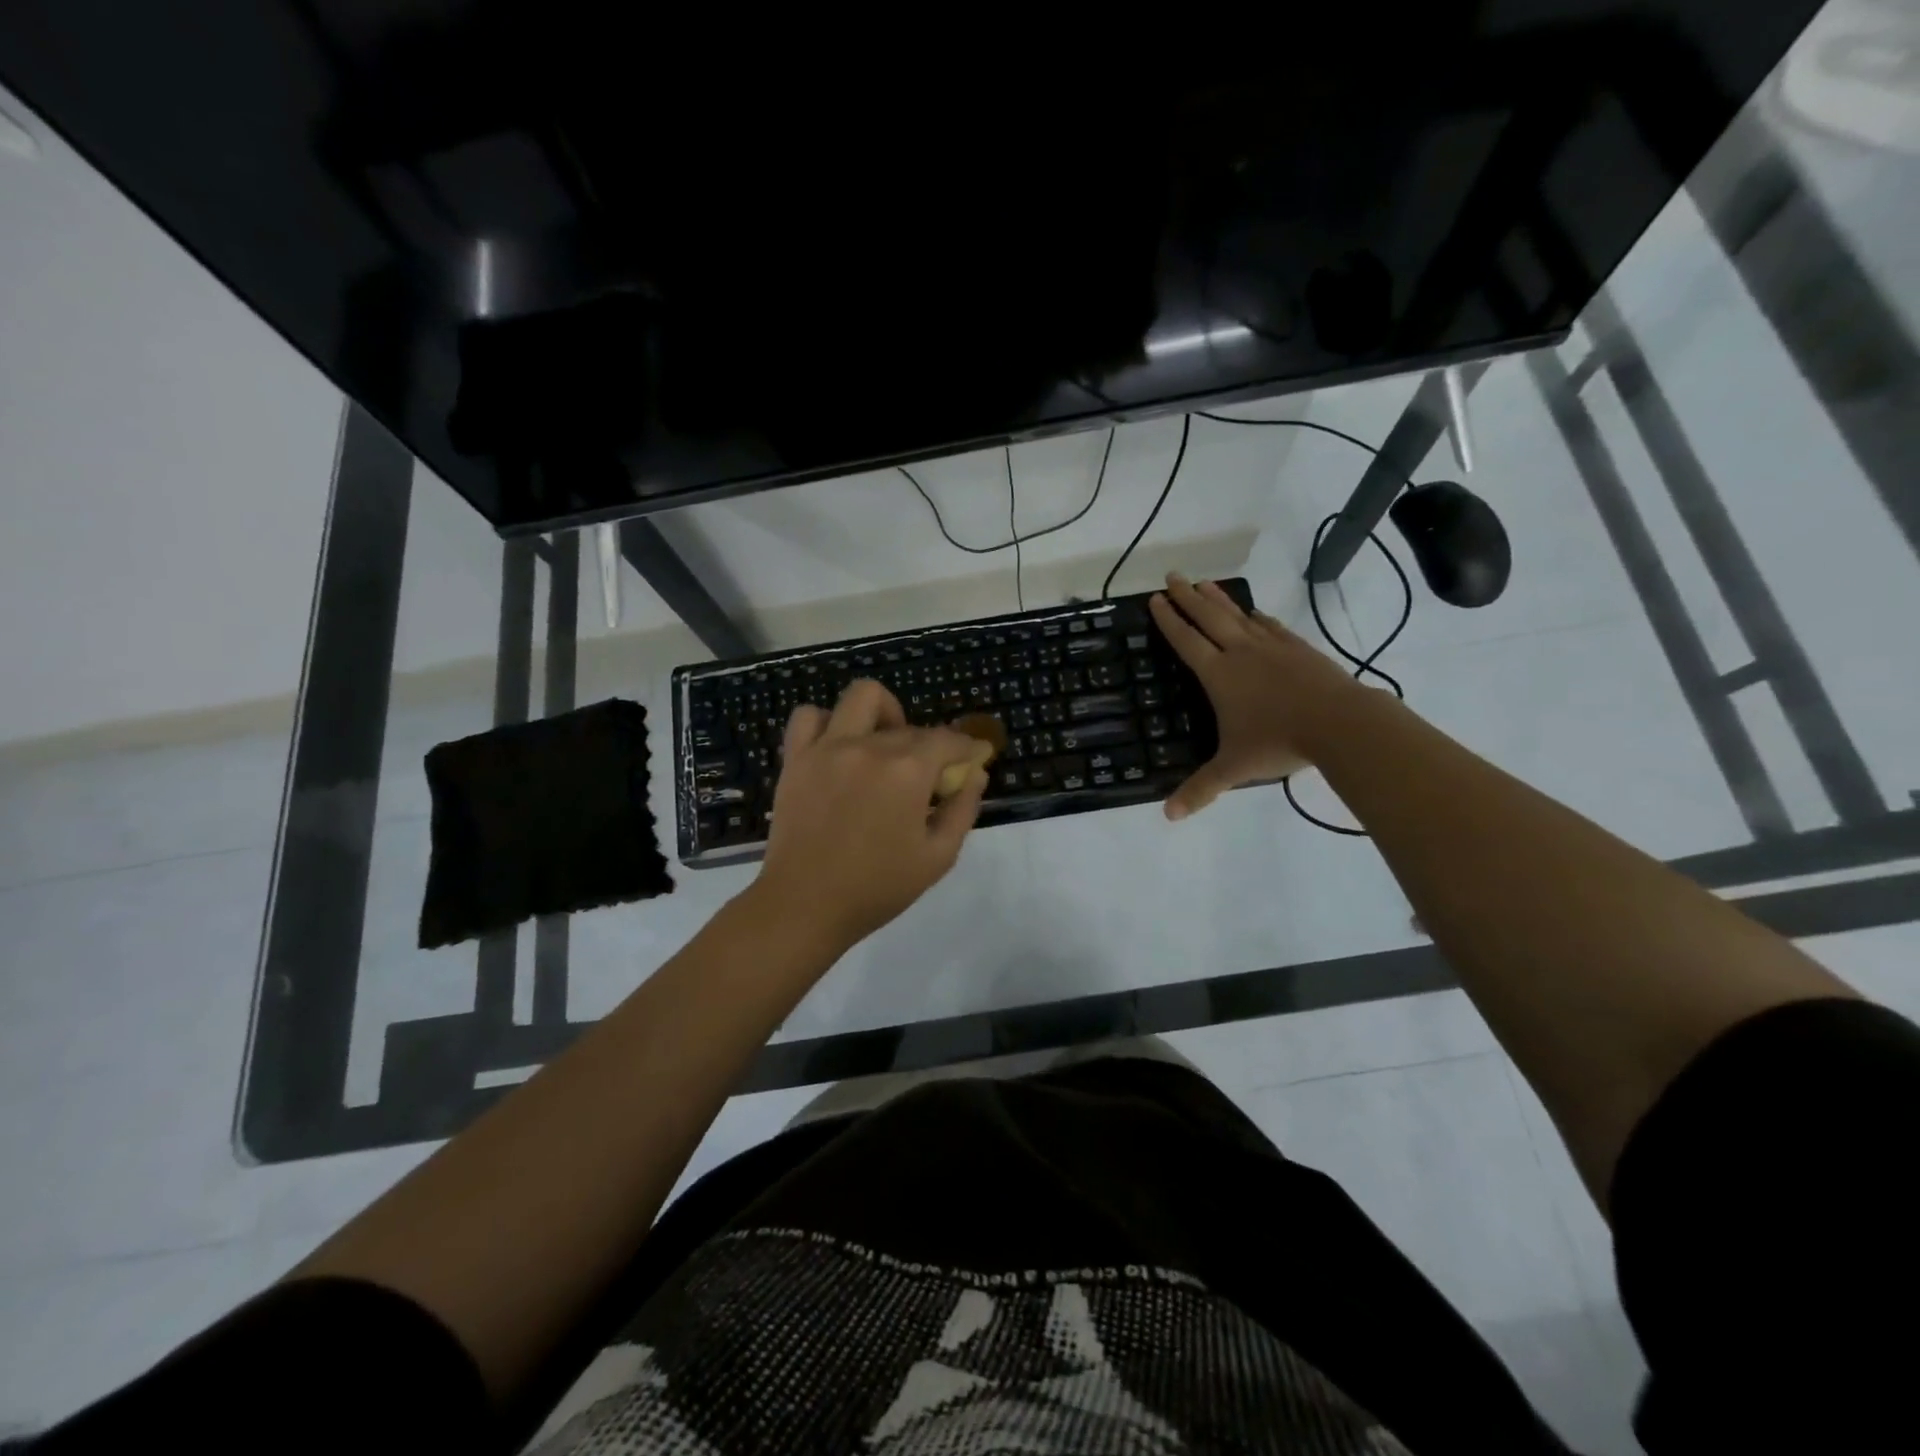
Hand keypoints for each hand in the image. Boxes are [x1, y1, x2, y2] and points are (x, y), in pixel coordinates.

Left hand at [751, 680, 990, 953]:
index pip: (949, 740)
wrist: (805, 905)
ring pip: (861, 697)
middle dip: (928, 748)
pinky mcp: (796, 758)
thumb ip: (963, 810)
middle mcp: (869, 747)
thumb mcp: (938, 857)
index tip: (971, 762)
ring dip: (882, 713)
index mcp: (907, 771)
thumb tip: (975, 774)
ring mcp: (828, 748)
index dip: (967, 748)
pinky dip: (827, 722)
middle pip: (910, 727)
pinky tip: (838, 747)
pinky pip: (809, 716)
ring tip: (883, 744)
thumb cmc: (877, 888)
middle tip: (926, 781)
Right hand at [1149, 573, 1371, 820]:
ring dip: (1218, 599)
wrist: (1340, 723)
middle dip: (1188, 596)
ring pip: (1238, 616)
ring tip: (1204, 582)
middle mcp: (1241, 653)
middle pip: (1209, 617)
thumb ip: (1201, 789)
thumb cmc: (1279, 742)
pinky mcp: (1299, 649)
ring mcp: (1272, 647)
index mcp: (1219, 675)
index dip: (1169, 620)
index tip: (1156, 599)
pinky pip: (1271, 626)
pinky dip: (1257, 617)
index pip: (1186, 641)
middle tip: (1172, 575)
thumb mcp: (1235, 768)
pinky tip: (1254, 613)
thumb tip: (1168, 816)